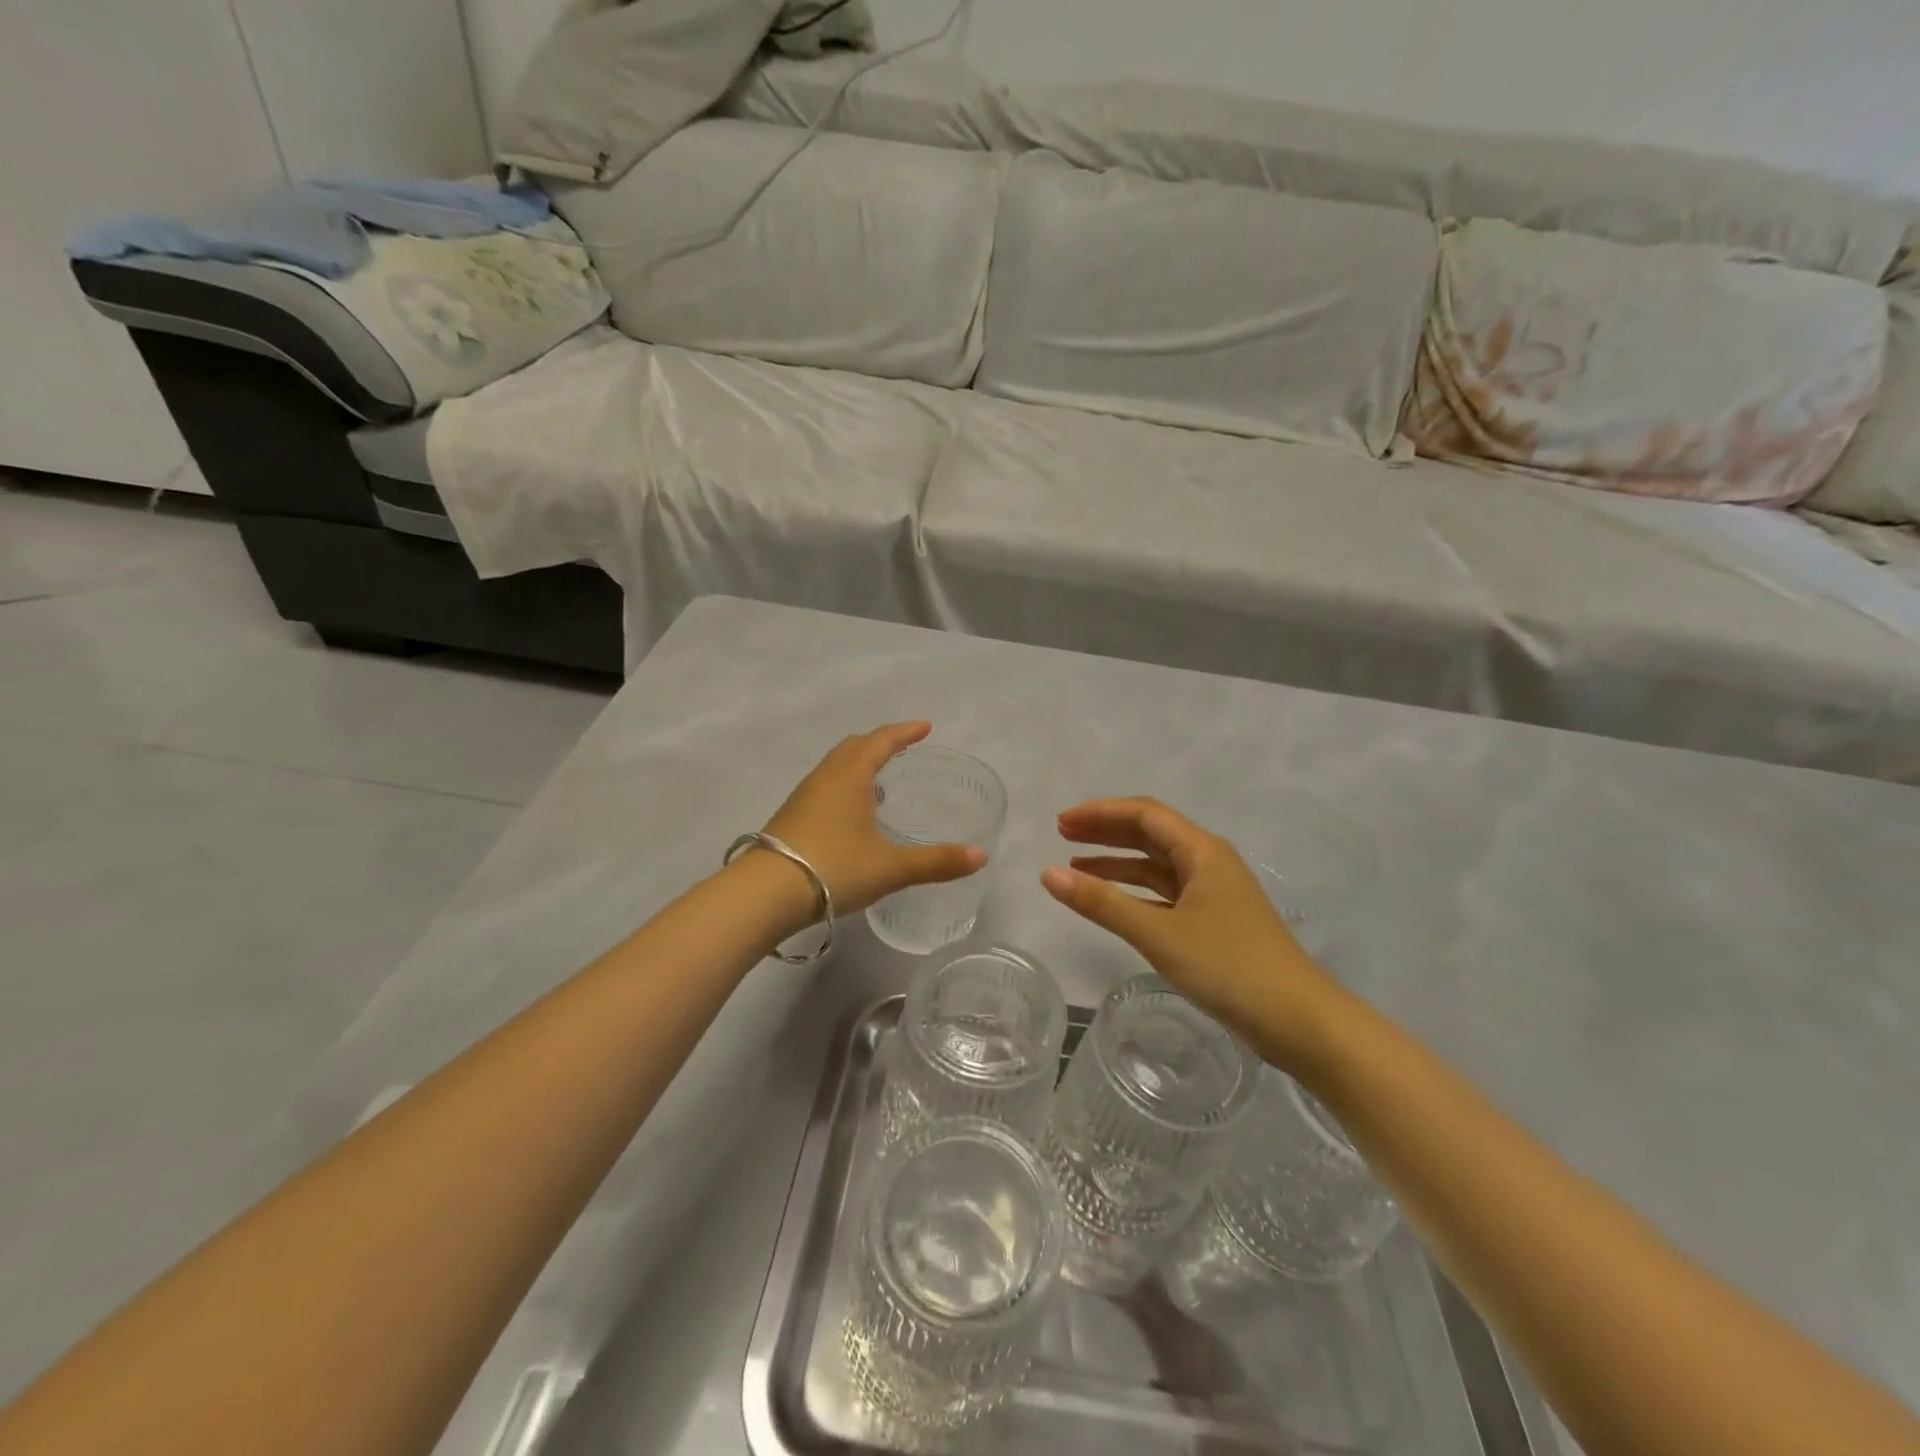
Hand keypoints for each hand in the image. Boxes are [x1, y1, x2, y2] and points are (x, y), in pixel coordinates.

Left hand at [761, 722, 986, 918]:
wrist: (765, 895)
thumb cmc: (834, 868)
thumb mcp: (891, 867)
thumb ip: (937, 862)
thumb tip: (981, 856)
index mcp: (850, 776)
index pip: (881, 741)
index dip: (904, 732)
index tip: (925, 727)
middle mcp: (824, 778)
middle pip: (854, 747)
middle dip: (880, 743)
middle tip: (902, 748)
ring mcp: (803, 797)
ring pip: (835, 767)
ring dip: (858, 765)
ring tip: (880, 782)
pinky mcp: (790, 818)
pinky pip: (823, 788)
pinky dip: (843, 787)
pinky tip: (851, 816)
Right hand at [1041, 797, 1339, 1066]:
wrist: (1300, 1022)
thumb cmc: (1230, 966)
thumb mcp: (1159, 933)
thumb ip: (1101, 903)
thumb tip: (1047, 874)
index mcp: (1203, 851)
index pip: (1144, 814)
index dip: (1101, 813)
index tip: (1061, 822)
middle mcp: (1209, 863)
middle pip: (1150, 834)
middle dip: (1106, 832)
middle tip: (1062, 835)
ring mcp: (1213, 894)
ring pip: (1156, 866)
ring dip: (1117, 864)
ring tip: (1075, 868)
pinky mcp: (1214, 923)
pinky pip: (1165, 894)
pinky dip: (1134, 893)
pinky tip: (1111, 903)